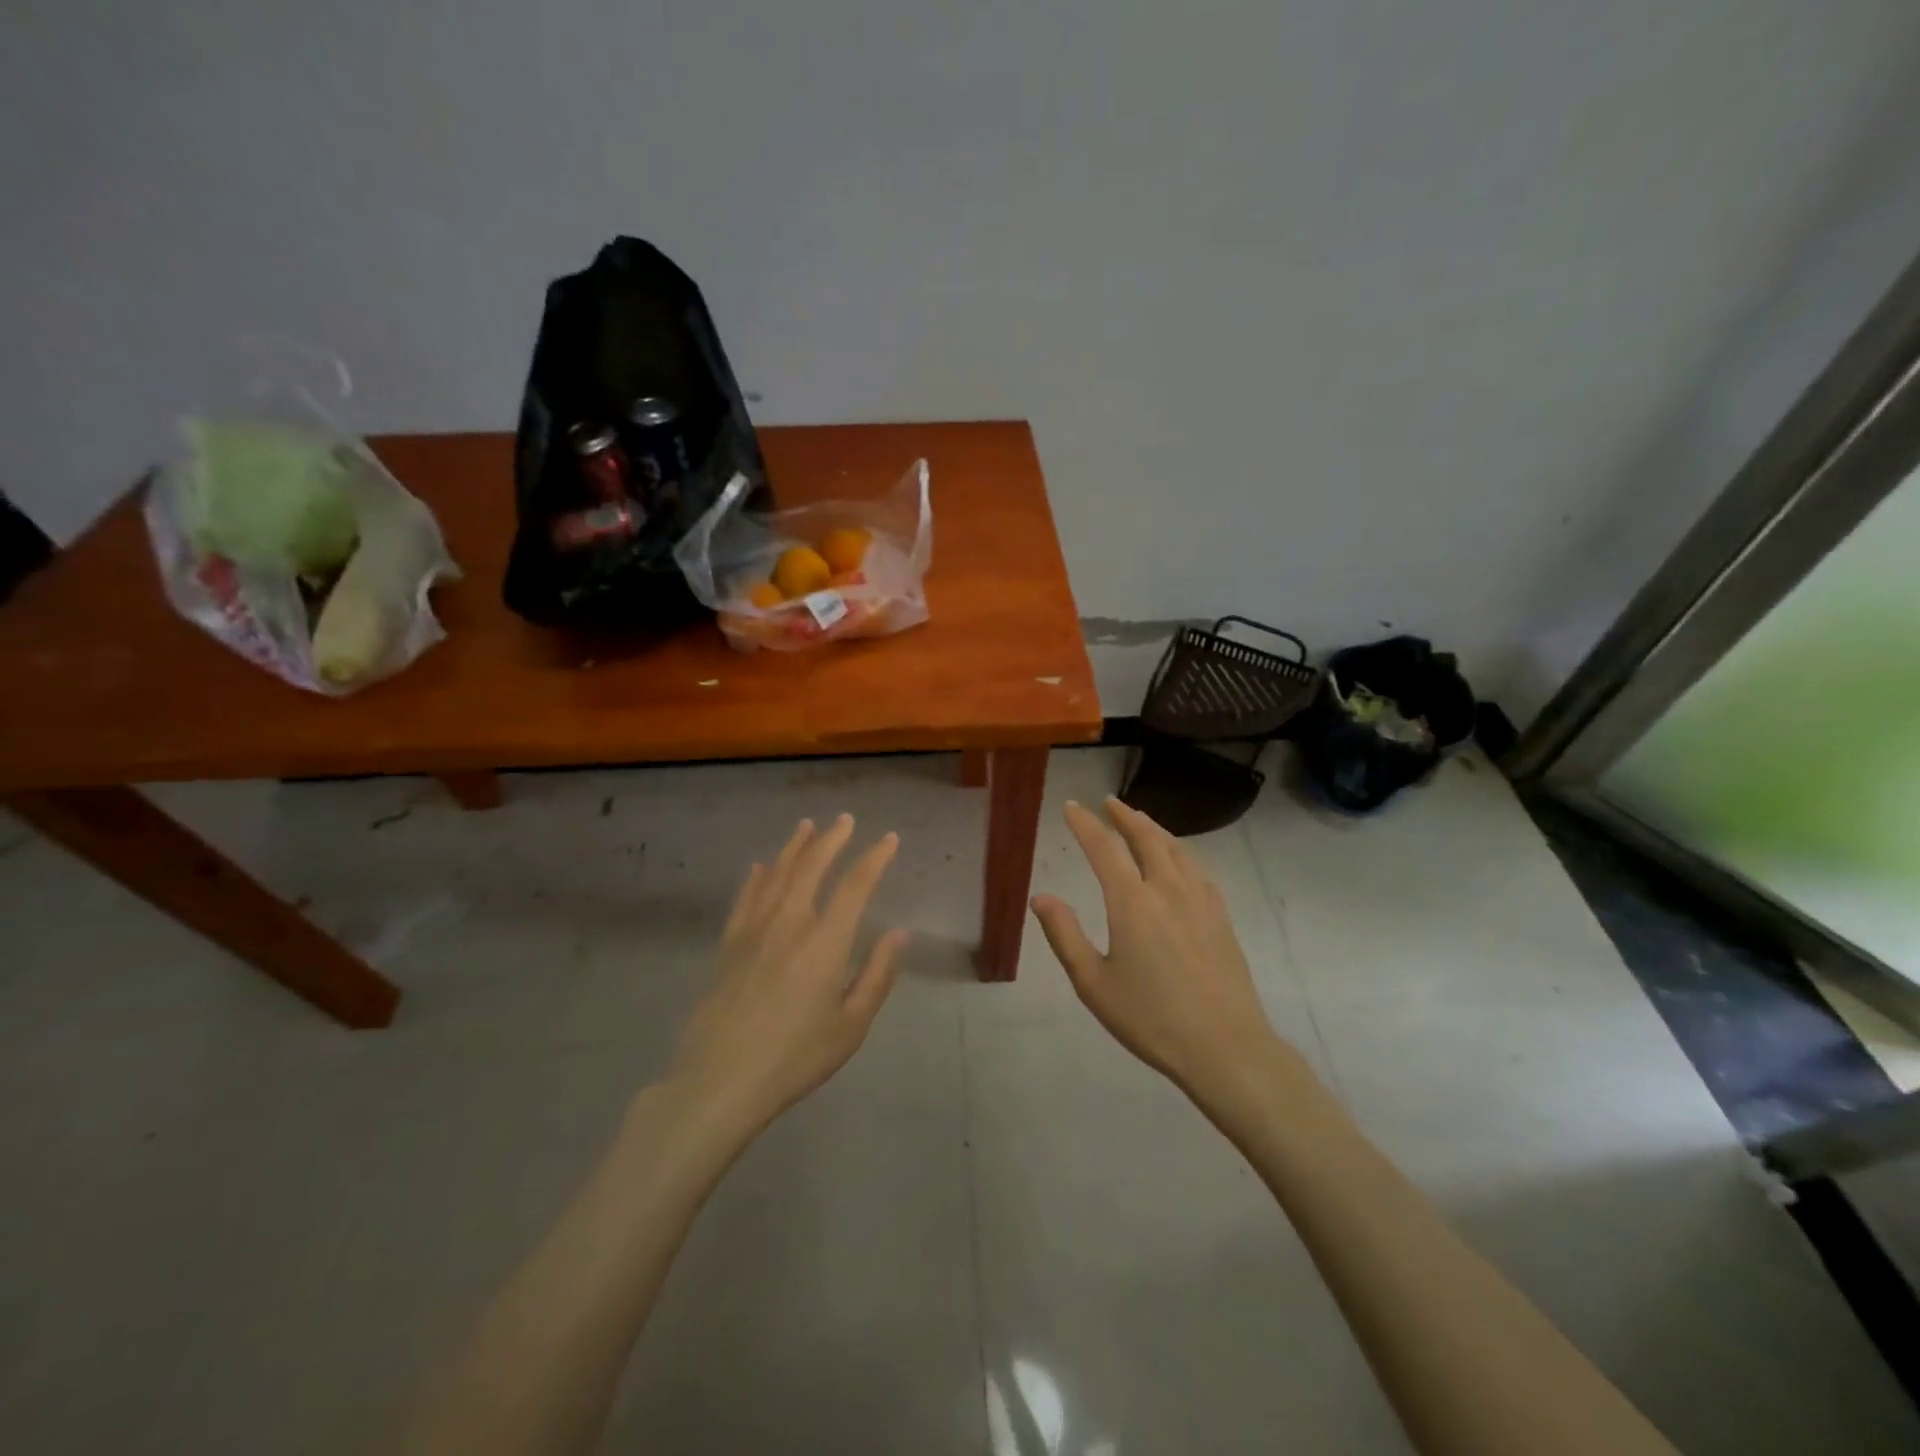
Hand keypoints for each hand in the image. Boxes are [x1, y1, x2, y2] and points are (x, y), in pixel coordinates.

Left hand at [671, 815, 907, 1131]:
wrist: (721, 1080)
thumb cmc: (796, 1056)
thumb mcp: (851, 1025)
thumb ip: (877, 975)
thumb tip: (900, 934)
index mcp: (825, 942)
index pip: (855, 886)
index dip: (874, 858)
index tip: (889, 839)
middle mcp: (790, 923)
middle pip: (811, 867)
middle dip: (831, 839)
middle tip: (845, 819)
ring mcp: (754, 931)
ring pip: (776, 874)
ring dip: (794, 847)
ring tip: (806, 826)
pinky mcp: (728, 946)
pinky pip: (745, 899)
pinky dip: (755, 878)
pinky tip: (759, 867)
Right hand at [1031, 798, 1280, 1097]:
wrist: (1225, 1047)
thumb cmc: (1150, 1018)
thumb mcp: (1094, 984)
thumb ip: (1065, 935)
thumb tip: (1041, 897)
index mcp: (1132, 903)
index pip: (1104, 848)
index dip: (1085, 824)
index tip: (1071, 806)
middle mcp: (1167, 889)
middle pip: (1146, 837)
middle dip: (1124, 816)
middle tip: (1108, 802)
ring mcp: (1200, 900)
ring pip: (1176, 848)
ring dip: (1153, 828)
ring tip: (1139, 820)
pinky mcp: (1220, 916)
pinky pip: (1197, 868)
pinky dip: (1179, 851)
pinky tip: (1178, 860)